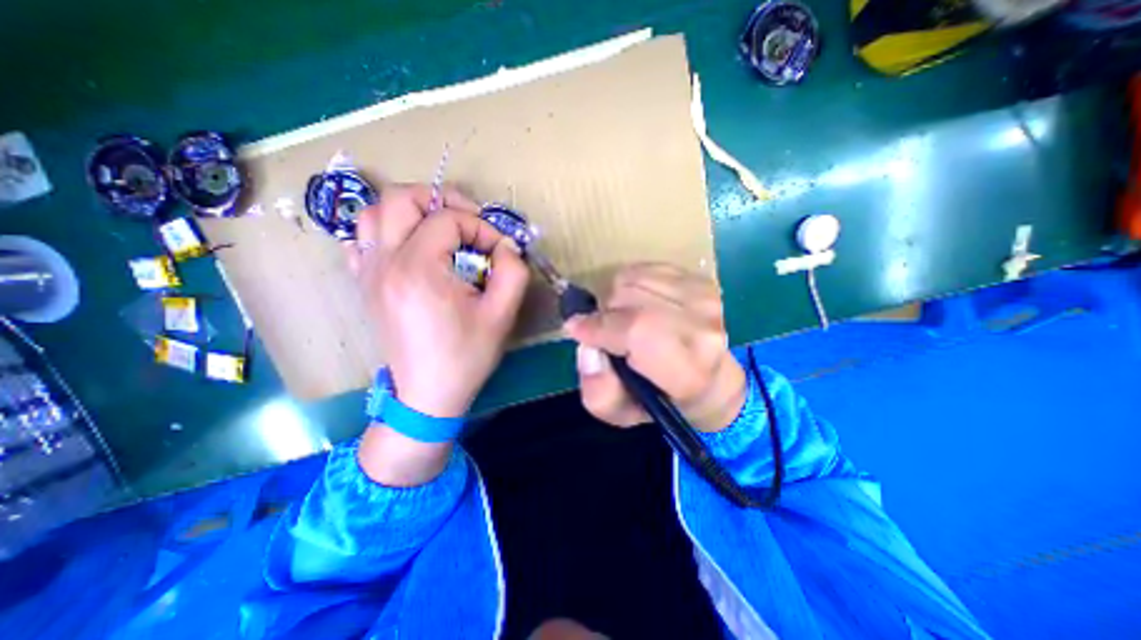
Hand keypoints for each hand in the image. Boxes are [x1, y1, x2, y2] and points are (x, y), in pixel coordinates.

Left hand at [349, 183, 529, 420]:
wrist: (428, 393)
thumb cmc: (466, 356)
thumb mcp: (502, 315)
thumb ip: (513, 272)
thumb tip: (506, 245)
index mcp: (418, 269)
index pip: (448, 219)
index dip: (481, 227)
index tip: (500, 249)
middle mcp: (385, 262)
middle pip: (401, 198)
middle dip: (441, 199)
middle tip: (469, 219)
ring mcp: (368, 272)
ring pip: (374, 212)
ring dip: (411, 209)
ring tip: (440, 227)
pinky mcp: (365, 284)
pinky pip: (362, 239)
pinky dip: (385, 230)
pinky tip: (410, 246)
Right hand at [563, 263, 749, 430]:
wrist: (711, 378)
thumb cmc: (664, 399)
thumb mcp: (624, 413)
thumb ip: (599, 393)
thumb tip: (588, 350)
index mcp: (690, 369)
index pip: (637, 331)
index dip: (600, 326)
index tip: (577, 329)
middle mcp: (703, 327)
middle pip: (629, 298)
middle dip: (605, 313)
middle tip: (606, 331)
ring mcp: (705, 297)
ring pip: (632, 279)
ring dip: (617, 298)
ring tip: (624, 319)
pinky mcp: (700, 278)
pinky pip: (643, 269)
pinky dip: (631, 284)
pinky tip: (639, 304)